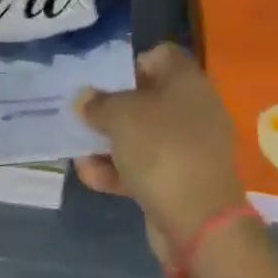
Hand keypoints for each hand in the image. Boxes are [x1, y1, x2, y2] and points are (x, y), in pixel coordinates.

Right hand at [74, 43, 246, 266]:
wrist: (200, 222)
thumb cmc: (161, 149)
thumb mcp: (120, 116)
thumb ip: (98, 103)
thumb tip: (85, 97)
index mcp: (187, 80)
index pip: (160, 55)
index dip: (131, 62)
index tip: (104, 80)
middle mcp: (193, 108)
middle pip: (148, 97)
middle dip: (113, 107)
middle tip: (83, 114)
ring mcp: (189, 147)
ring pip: (143, 135)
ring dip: (110, 142)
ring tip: (77, 148)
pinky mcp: (182, 181)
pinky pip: (146, 166)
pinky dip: (120, 170)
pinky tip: (89, 175)